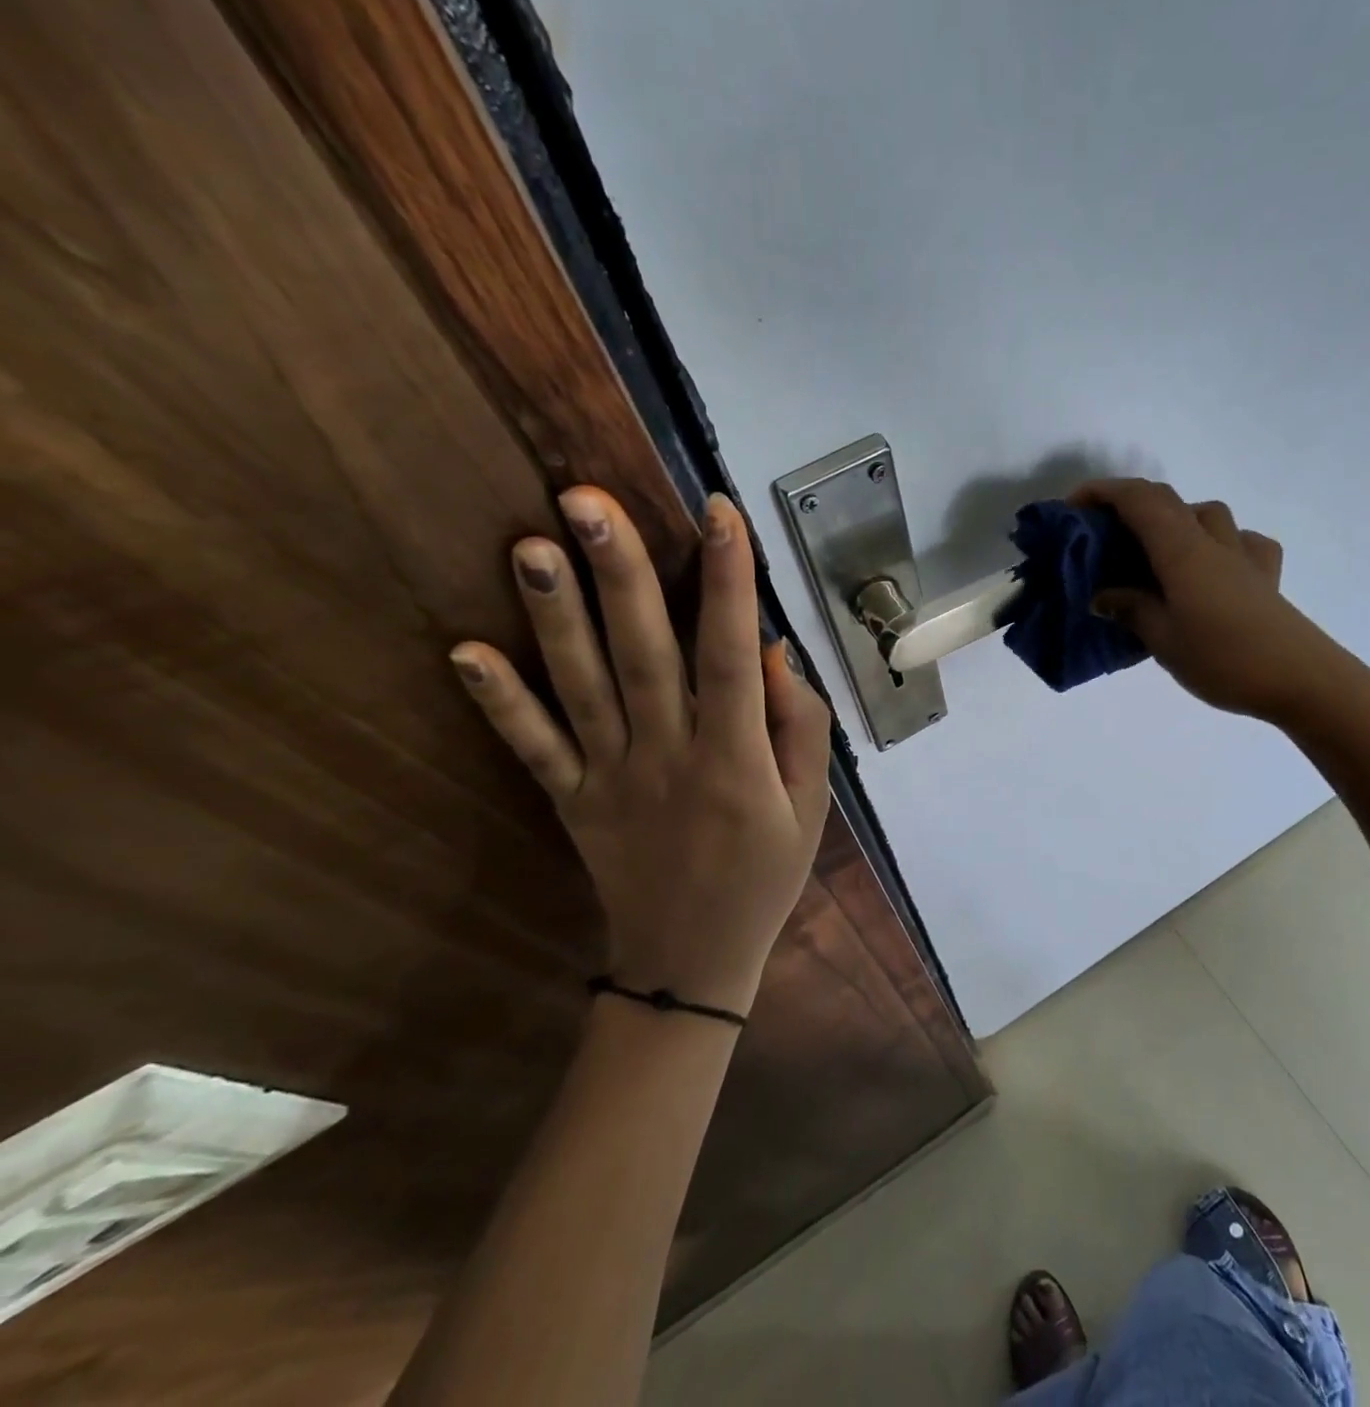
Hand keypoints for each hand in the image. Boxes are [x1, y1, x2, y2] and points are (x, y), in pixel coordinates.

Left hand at [450, 488, 831, 1016]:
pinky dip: (499, 703)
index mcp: (736, 758)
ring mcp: (611, 778)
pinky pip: (534, 749)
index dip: (728, 581)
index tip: (719, 512)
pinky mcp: (571, 801)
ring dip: (555, 616)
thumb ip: (802, 727)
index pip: (731, 655)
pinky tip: (465, 653)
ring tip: (530, 545)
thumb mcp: (812, 806)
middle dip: (621, 573)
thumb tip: (771, 651)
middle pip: (645, 654)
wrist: (691, 961)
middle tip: (587, 500)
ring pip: (582, 687)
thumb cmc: (765, 876)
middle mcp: (669, 756)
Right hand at [1073, 478, 1341, 719]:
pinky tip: (1212, 567)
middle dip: (1130, 506)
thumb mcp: (1163, 639)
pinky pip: (1241, 542)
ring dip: (1174, 520)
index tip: (1073, 506)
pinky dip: (1218, 543)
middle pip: (1168, 501)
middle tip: (1103, 536)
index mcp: (1182, 550)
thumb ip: (1130, 610)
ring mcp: (1244, 555)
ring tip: (1154, 553)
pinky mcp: (1266, 576)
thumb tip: (1102, 596)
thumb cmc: (1224, 659)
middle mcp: (1213, 541)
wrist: (1301, 680)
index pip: (1139, 500)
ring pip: (1206, 515)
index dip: (1103, 492)